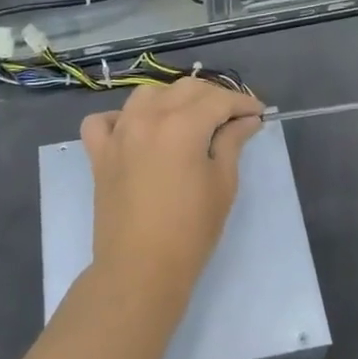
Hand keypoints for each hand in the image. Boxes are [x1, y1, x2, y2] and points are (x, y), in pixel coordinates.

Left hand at [80, 79, 265, 322]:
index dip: (242, 103)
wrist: (140, 269)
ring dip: (172, 98)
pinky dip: (120, 118)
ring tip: (188, 118)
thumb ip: (232, 142)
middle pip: (185, 89)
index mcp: (182, 125)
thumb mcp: (222, 184)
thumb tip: (246, 120)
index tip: (258, 113)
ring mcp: (119, 133)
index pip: (219, 100)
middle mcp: (147, 118)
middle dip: (213, 97)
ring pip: (146, 94)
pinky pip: (104, 121)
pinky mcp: (99, 153)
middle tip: (232, 117)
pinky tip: (136, 131)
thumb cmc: (190, 231)